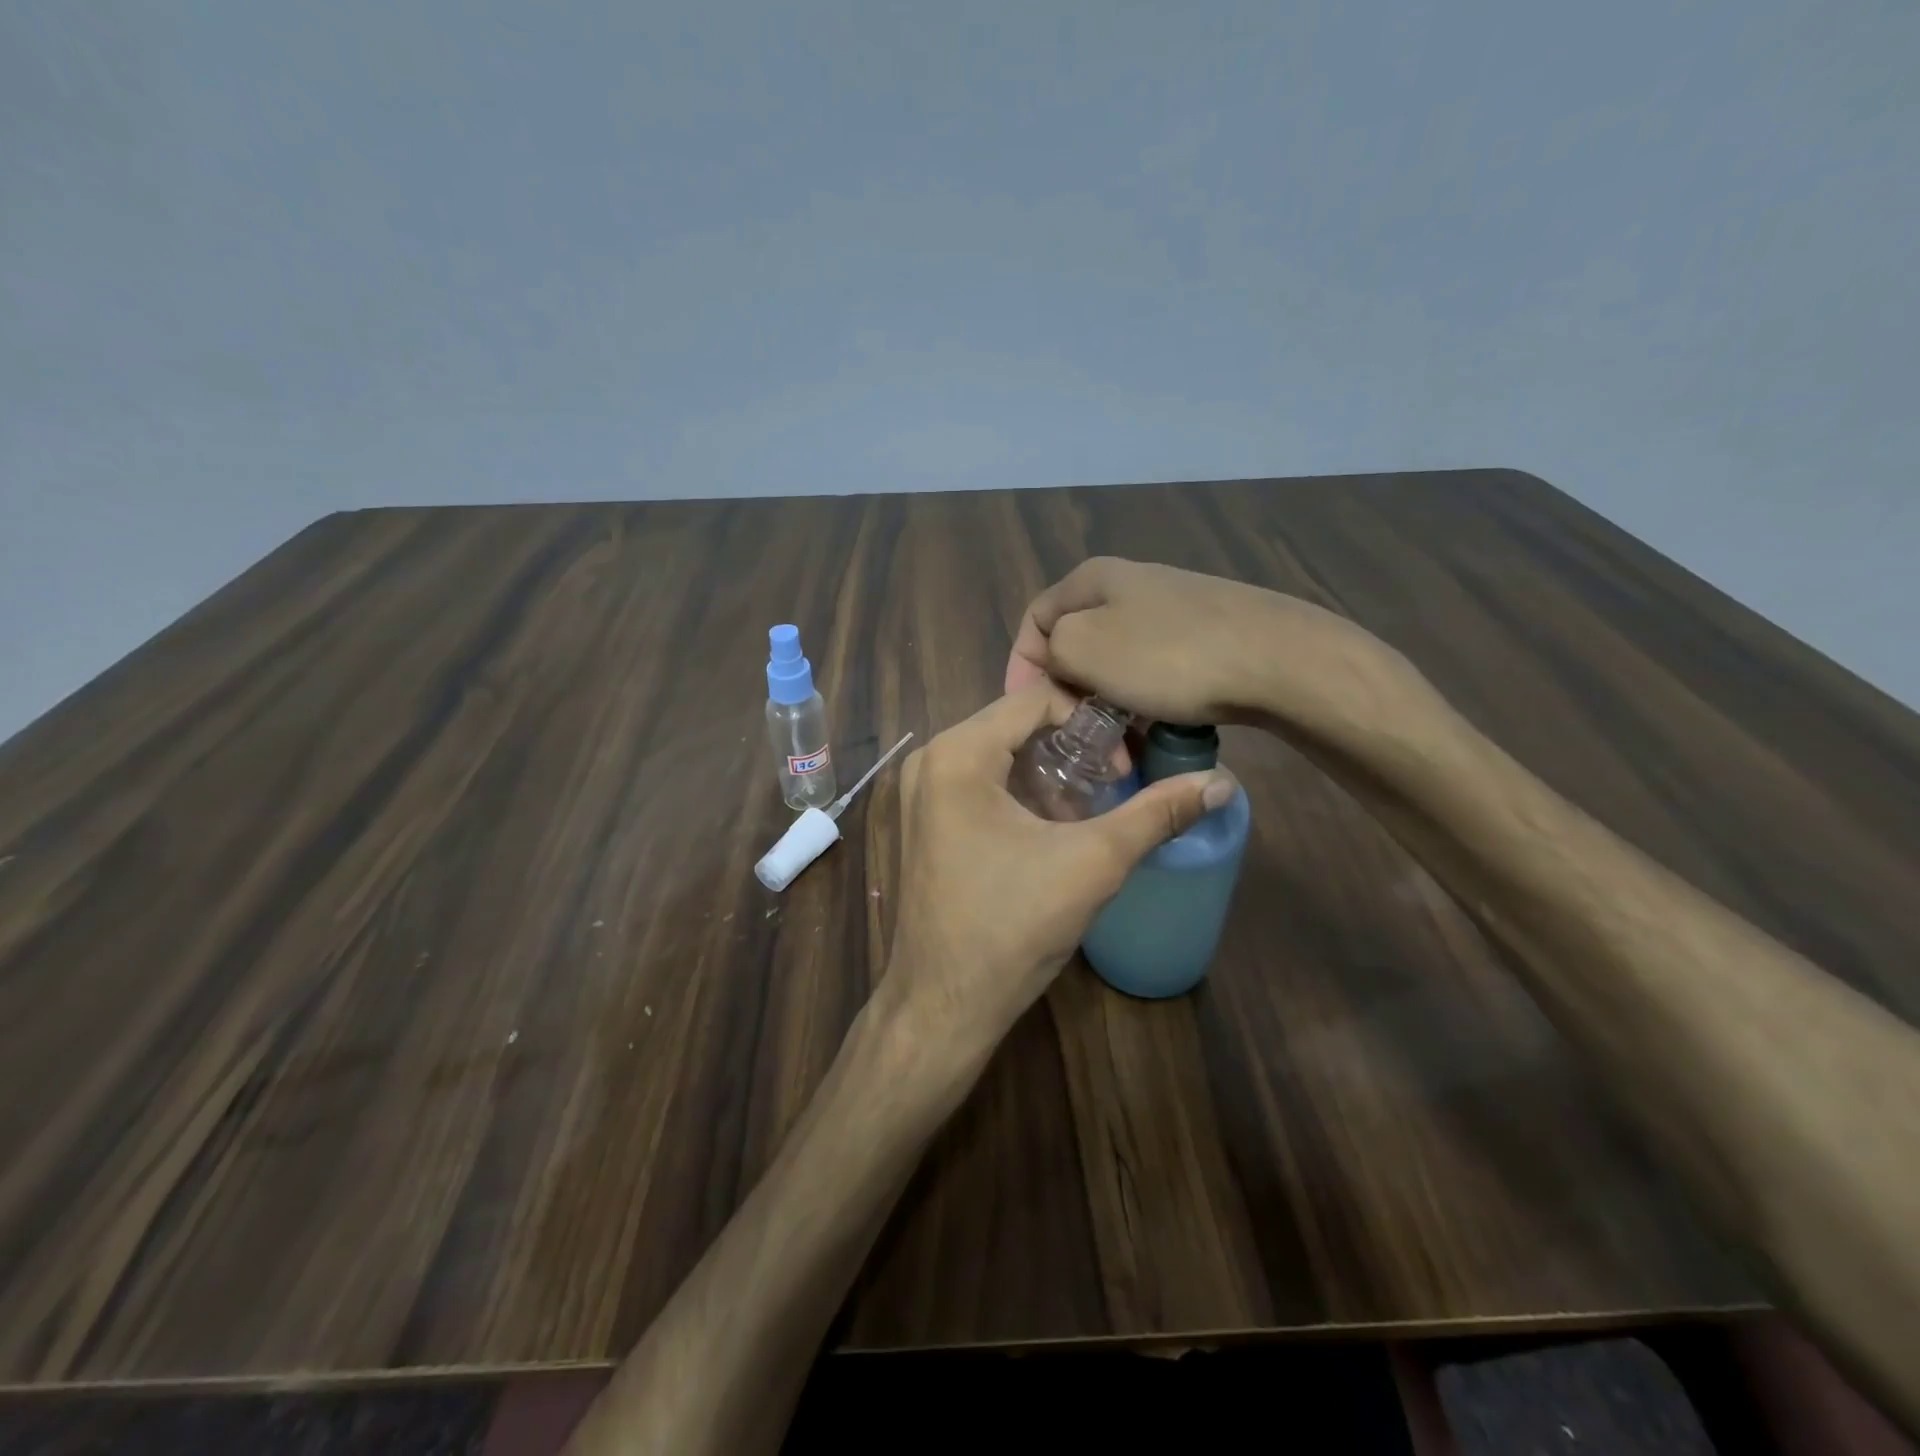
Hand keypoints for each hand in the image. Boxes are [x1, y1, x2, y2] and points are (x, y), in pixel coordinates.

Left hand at [879, 684, 1234, 1060]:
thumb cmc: (1012, 926)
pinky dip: (1019, 792)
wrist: (943, 1005)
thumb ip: (1157, 814)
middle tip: (1117, 780)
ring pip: (998, 755)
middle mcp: (929, 760)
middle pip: (1015, 725)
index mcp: (957, 753)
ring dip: (1048, 771)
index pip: (1036, 699)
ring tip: (1092, 804)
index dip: (1091, 721)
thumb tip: (1222, 782)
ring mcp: (920, 793)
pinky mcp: (923, 822)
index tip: (1127, 762)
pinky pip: (979, 783)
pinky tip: (1053, 825)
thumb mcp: (1092, 863)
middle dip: (1072, 746)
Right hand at [1005, 557, 1415, 739]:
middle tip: (1075, 737)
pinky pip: (1153, 672)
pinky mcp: (1206, 635)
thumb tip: (1060, 659)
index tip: (1026, 713)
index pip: (1034, 622)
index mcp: (1094, 579)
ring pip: (1115, 663)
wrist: (1277, 661)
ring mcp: (1172, 608)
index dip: (1021, 667)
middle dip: (1067, 694)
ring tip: (1117, 746)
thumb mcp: (1084, 647)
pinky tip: (1155, 730)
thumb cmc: (1168, 656)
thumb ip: (1051, 648)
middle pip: (1076, 644)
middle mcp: (1130, 584)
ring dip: (1106, 706)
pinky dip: (1142, 703)